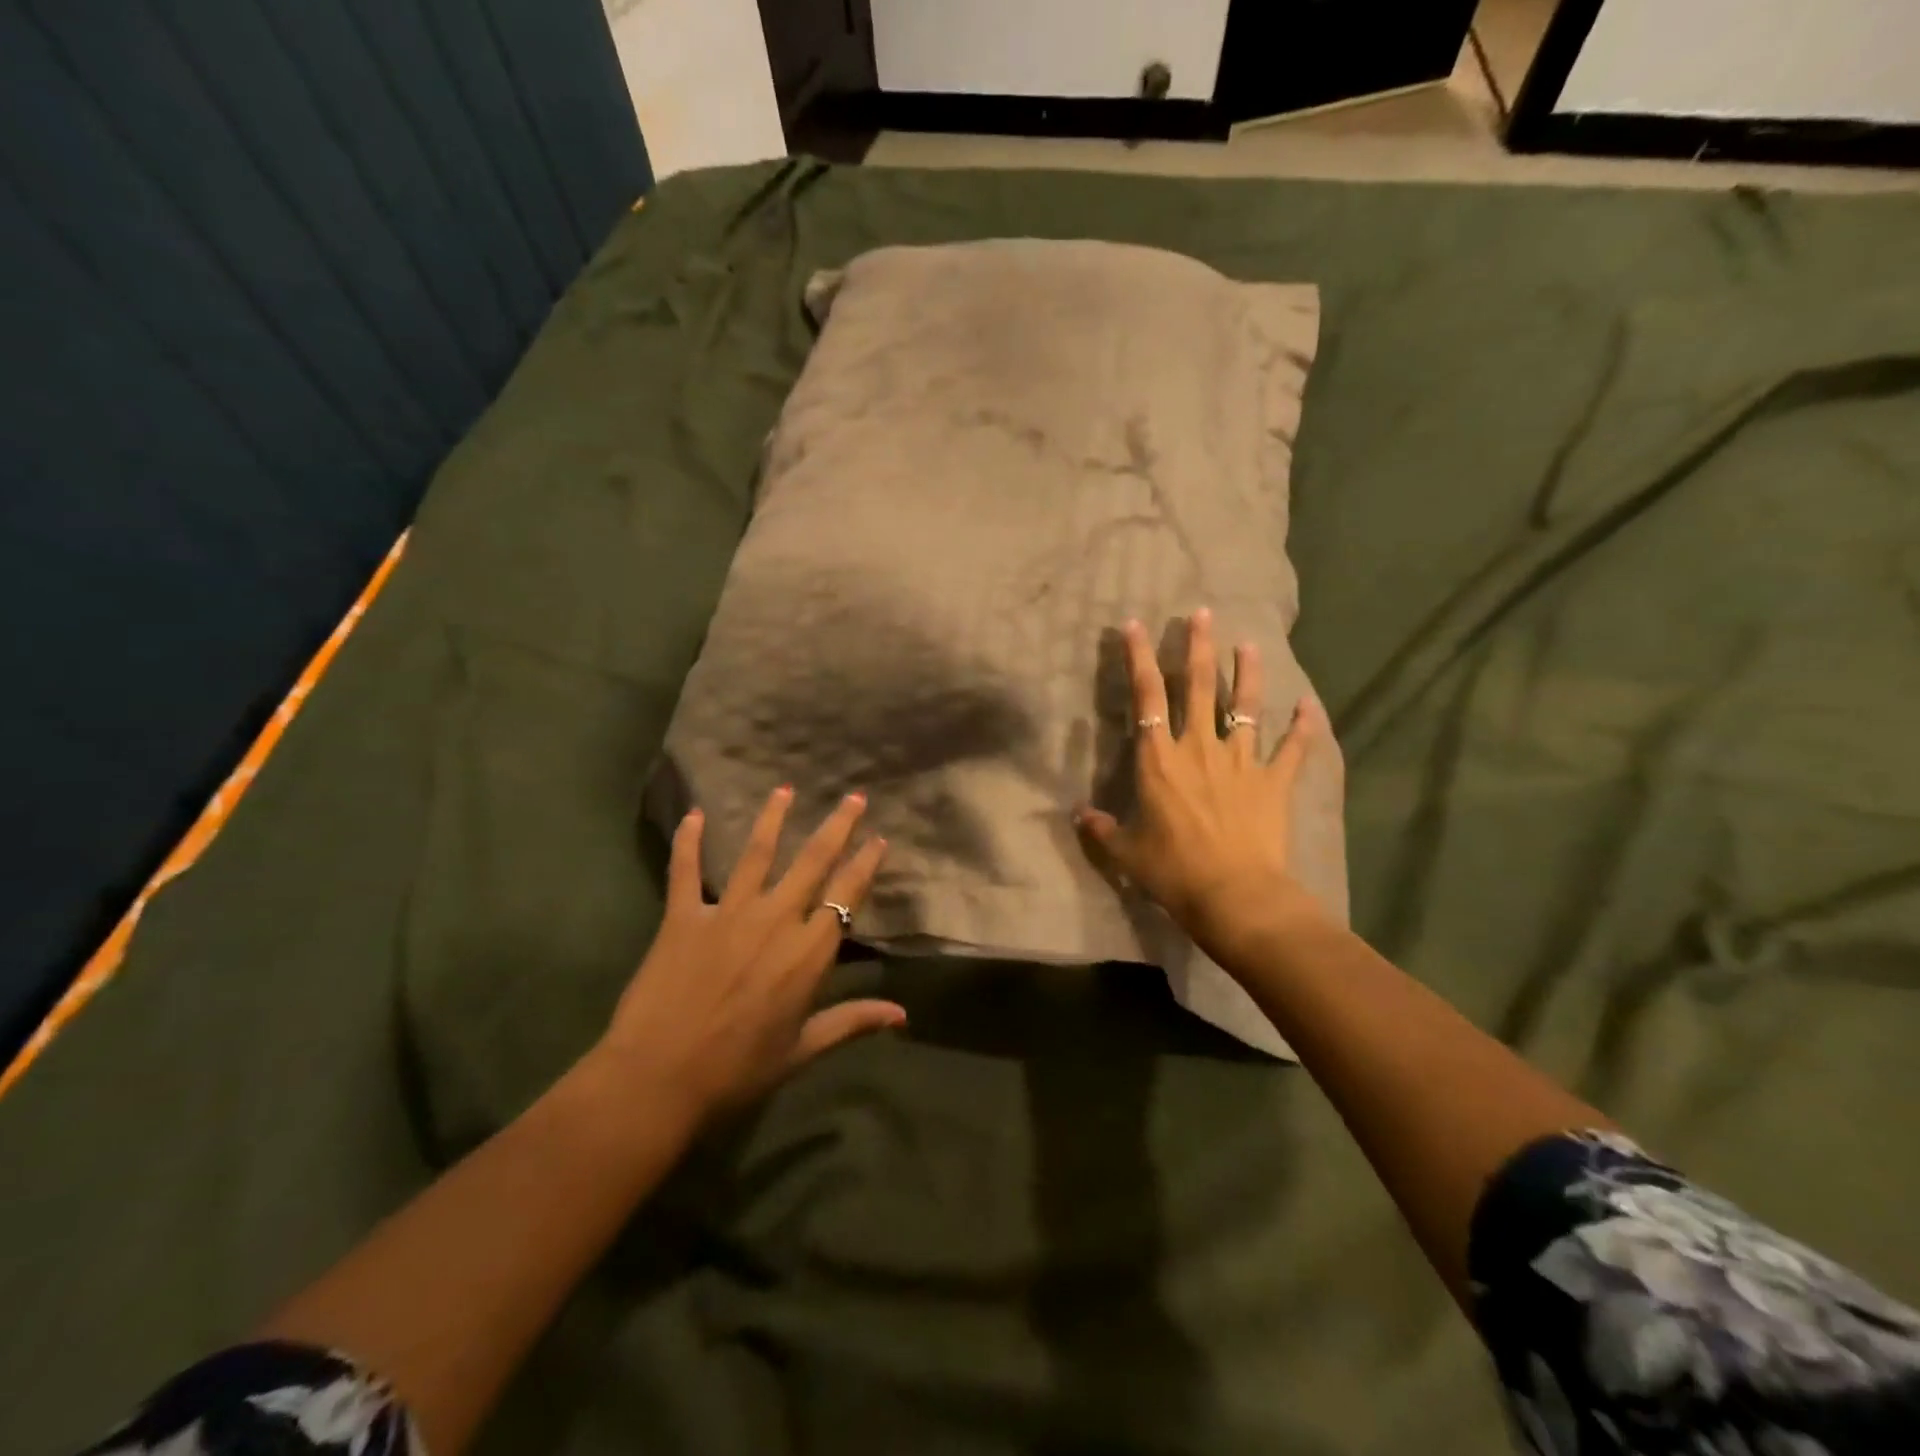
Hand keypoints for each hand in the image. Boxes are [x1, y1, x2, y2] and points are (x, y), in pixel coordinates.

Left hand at [593, 788, 904, 1124]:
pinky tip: (694, 814)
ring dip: (773, 817)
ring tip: (785, 788)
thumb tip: (903, 1014)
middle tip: (853, 797)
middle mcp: (775, 919)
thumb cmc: (737, 1070)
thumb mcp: (802, 1050)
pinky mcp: (683, 917)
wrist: (658, 1080)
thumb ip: (852, 1022)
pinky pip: (686, 871)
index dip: (865, 864)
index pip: (847, 895)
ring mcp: (728, 913)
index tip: (879, 839)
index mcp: (808, 952)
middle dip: (837, 826)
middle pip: (813, 861)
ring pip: (757, 853)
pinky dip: (689, 841)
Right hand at [1075, 608, 1329, 962]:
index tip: (1134, 625)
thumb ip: (1102, 829)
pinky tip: (1311, 706)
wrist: (1234, 895)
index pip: (1146, 696)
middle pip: (1199, 687)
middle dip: (1198, 647)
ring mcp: (1241, 762)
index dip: (1139, 658)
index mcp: (1159, 759)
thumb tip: (1079, 815)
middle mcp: (1199, 748)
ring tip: (1250, 644)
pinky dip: (1304, 727)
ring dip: (1248, 673)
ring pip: (1245, 706)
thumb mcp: (1126, 853)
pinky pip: (1293, 749)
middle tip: (1202, 613)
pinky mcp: (1274, 782)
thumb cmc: (1173, 872)